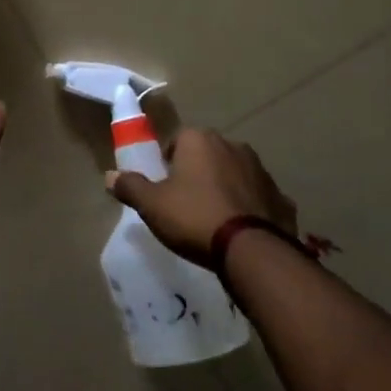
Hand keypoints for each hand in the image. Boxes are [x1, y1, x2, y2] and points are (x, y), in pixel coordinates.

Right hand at [106, 129, 297, 267]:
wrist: (252, 250)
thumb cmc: (194, 217)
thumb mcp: (152, 205)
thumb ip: (131, 187)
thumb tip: (109, 176)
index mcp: (199, 140)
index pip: (177, 141)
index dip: (169, 164)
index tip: (166, 188)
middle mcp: (232, 144)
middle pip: (207, 154)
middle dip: (198, 173)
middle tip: (188, 204)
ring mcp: (261, 169)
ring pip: (235, 173)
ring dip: (226, 188)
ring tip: (216, 219)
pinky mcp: (281, 196)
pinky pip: (259, 197)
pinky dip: (251, 208)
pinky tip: (243, 231)